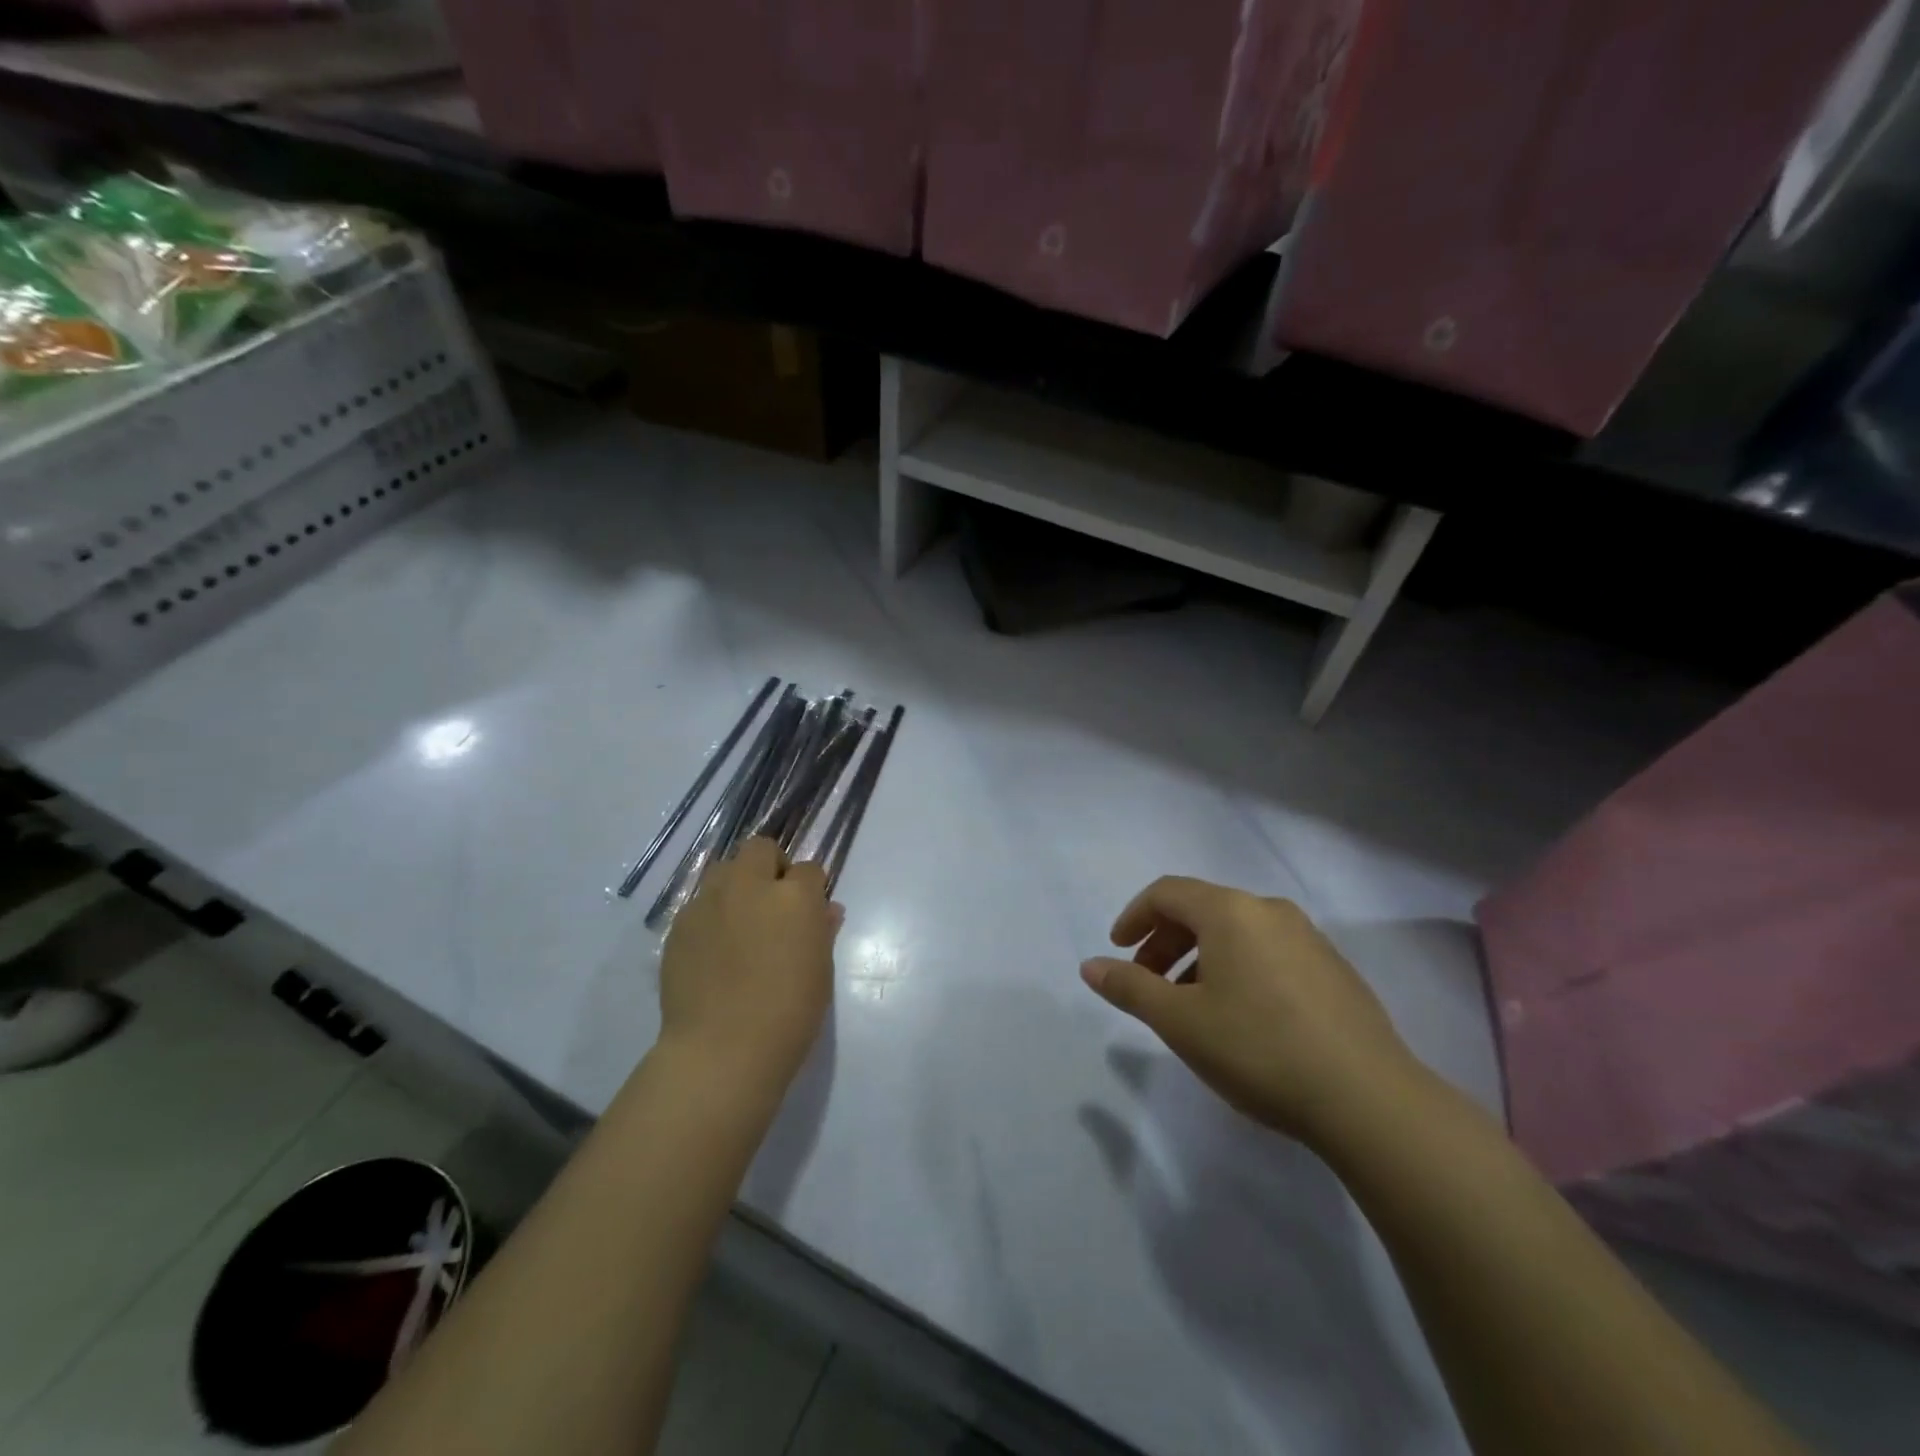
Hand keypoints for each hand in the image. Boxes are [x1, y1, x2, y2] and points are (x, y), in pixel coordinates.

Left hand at [658, 837, 839, 1092]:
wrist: (722, 1050)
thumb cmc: (788, 1014)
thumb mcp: (820, 971)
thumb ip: (822, 931)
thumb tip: (825, 910)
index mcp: (794, 897)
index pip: (808, 869)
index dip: (811, 887)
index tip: (809, 909)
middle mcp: (750, 887)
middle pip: (760, 849)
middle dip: (771, 866)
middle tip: (774, 903)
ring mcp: (709, 902)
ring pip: (724, 869)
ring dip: (737, 883)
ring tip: (740, 919)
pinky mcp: (679, 925)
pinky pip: (699, 904)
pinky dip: (711, 914)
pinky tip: (714, 948)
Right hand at [1080, 876, 1418, 1144]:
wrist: (1368, 1100)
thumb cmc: (1259, 1049)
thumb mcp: (1180, 1021)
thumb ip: (1130, 988)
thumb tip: (1090, 966)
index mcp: (1231, 911)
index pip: (1167, 892)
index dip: (1135, 917)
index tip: (1118, 951)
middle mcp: (1270, 911)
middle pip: (1202, 909)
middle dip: (1165, 942)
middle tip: (1148, 984)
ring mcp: (1309, 938)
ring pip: (1237, 932)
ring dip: (1200, 958)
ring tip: (1191, 1006)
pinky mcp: (1334, 970)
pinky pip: (1269, 952)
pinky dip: (1238, 969)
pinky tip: (1242, 1017)